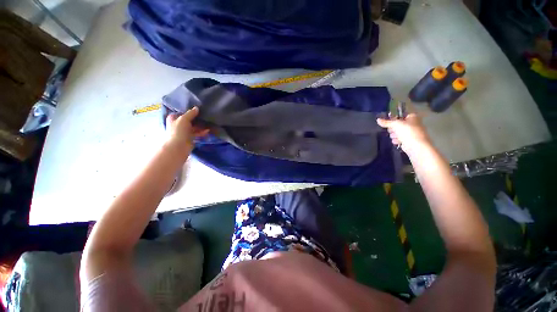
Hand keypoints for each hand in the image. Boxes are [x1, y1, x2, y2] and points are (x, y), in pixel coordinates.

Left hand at [166, 107, 209, 151]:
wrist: (178, 147)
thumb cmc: (178, 131)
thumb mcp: (184, 119)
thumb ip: (191, 113)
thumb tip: (197, 108)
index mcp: (174, 118)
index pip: (182, 112)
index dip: (189, 111)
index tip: (198, 109)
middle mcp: (178, 124)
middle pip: (189, 120)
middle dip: (197, 119)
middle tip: (205, 116)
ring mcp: (184, 132)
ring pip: (194, 127)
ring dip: (200, 126)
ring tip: (208, 123)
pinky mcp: (190, 138)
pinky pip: (197, 133)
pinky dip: (202, 132)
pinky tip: (208, 131)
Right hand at [376, 113, 431, 153]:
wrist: (416, 146)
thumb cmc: (408, 131)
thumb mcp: (395, 124)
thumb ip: (386, 122)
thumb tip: (377, 119)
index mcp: (412, 117)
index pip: (400, 115)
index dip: (393, 118)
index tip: (388, 122)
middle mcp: (412, 123)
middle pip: (397, 124)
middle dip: (393, 128)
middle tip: (392, 130)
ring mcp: (411, 132)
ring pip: (397, 132)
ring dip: (394, 135)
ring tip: (396, 137)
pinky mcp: (408, 140)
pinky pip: (399, 138)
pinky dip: (397, 140)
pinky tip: (397, 142)